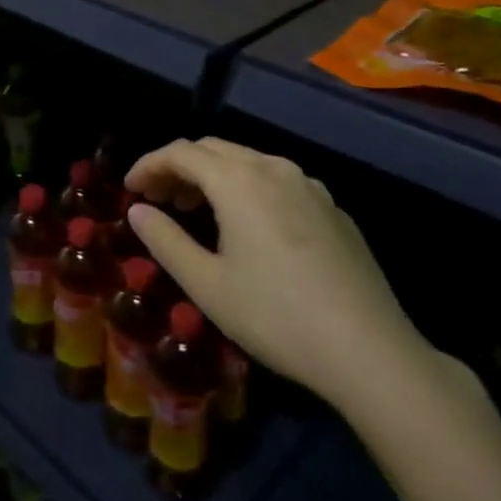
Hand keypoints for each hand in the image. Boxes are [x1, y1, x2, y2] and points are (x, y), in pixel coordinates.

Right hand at [126, 138, 429, 417]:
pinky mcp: (332, 208)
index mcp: (238, 181)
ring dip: (214, 175)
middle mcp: (273, 168)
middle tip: (159, 199)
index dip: (149, 165)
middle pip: (214, 149)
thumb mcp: (208, 285)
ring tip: (197, 210)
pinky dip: (248, 188)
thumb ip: (166, 241)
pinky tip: (249, 227)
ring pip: (248, 161)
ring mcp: (309, 186)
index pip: (180, 152)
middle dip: (179, 167)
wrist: (370, 351)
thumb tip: (138, 211)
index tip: (130, 189)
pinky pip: (277, 180)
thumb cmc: (277, 316)